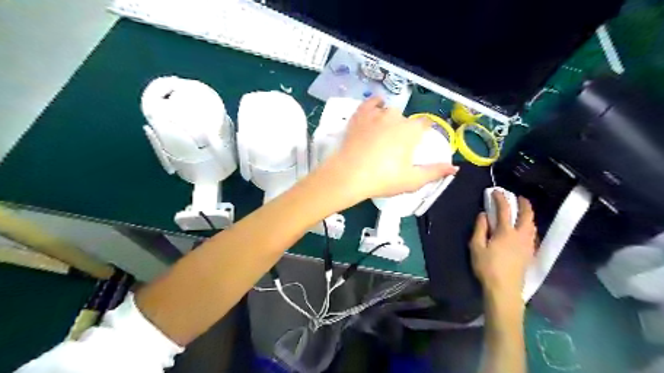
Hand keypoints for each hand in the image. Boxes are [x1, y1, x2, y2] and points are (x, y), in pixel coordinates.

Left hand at [326, 96, 456, 201]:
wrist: (349, 175)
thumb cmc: (383, 179)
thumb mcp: (412, 180)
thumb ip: (434, 172)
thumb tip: (454, 168)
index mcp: (411, 130)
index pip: (424, 123)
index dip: (423, 132)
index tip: (419, 142)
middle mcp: (395, 116)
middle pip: (405, 119)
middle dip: (404, 130)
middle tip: (396, 148)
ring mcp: (375, 114)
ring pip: (388, 111)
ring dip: (390, 119)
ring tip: (384, 134)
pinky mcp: (359, 116)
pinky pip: (370, 103)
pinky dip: (374, 104)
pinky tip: (376, 106)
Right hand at [469, 192, 535, 302]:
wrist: (504, 290)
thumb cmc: (487, 267)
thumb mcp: (476, 247)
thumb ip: (480, 229)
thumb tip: (483, 214)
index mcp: (506, 232)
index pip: (505, 210)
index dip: (500, 198)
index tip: (496, 191)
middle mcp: (521, 236)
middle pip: (527, 216)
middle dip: (524, 204)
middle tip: (519, 197)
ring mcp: (527, 245)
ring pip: (532, 225)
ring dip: (528, 215)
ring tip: (522, 211)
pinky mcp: (530, 254)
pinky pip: (532, 234)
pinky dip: (529, 226)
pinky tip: (525, 230)